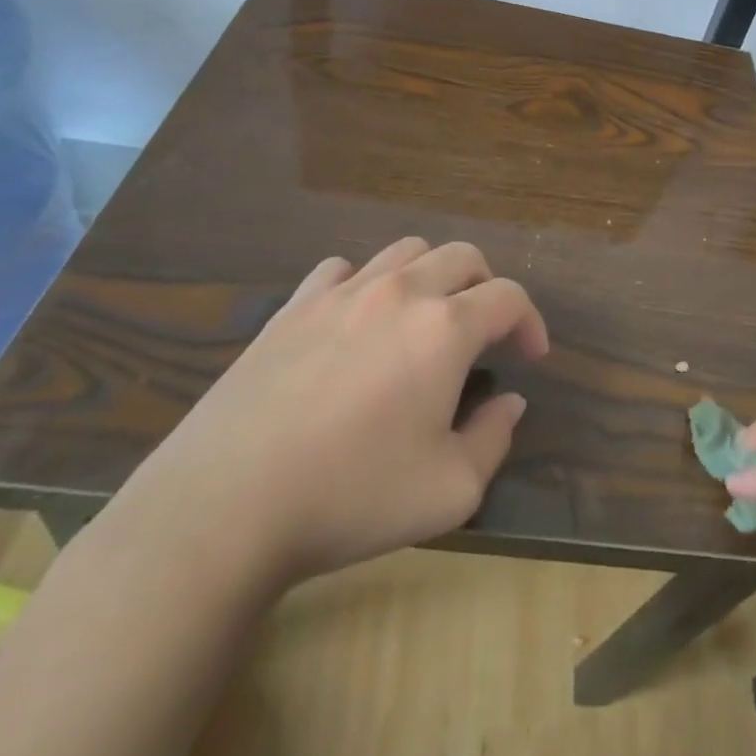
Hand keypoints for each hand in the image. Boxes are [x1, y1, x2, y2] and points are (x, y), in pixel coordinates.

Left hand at [102, 237, 548, 602]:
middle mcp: (398, 292)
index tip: (530, 357)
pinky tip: (357, 320)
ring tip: (426, 319)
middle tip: (485, 332)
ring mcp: (340, 292)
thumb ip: (494, 438)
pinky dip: (366, 283)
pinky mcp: (293, 306)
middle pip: (461, 256)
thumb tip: (509, 402)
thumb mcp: (449, 490)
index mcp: (444, 328)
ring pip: (405, 250)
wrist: (225, 504)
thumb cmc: (351, 496)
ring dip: (432, 275)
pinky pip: (342, 269)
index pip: (508, 296)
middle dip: (487, 286)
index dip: (530, 321)